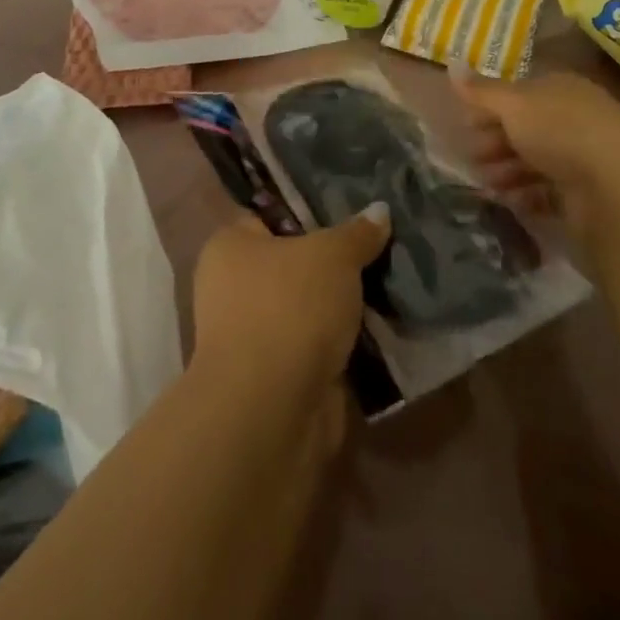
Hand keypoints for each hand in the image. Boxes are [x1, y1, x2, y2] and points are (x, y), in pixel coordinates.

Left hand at [190, 207, 391, 412]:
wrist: (273, 410)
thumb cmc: (289, 307)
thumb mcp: (333, 254)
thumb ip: (357, 233)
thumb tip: (380, 211)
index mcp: (229, 248)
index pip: (268, 216)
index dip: (307, 212)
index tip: (350, 209)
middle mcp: (232, 289)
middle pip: (293, 264)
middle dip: (333, 262)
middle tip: (379, 246)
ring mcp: (254, 337)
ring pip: (309, 308)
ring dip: (342, 306)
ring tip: (391, 282)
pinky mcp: (279, 378)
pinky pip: (319, 347)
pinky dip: (344, 343)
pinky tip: (382, 328)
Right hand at [450, 66, 619, 244]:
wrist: (617, 187)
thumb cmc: (560, 131)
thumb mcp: (513, 104)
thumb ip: (481, 91)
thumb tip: (450, 64)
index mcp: (560, 88)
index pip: (519, 94)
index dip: (490, 107)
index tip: (465, 125)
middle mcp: (573, 118)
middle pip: (526, 128)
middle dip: (495, 142)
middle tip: (472, 159)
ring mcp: (582, 157)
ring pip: (535, 161)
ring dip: (507, 171)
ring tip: (488, 186)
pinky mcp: (586, 194)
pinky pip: (549, 192)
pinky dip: (528, 195)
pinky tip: (513, 202)